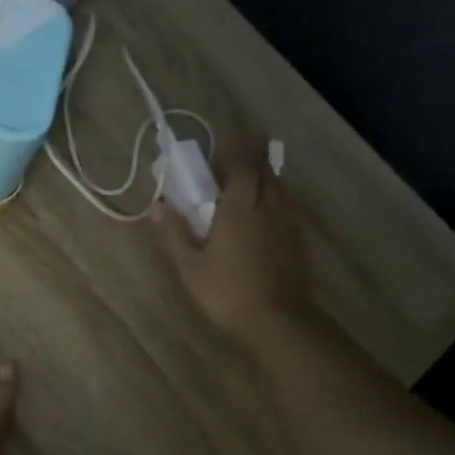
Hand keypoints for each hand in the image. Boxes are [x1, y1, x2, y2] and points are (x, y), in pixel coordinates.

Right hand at [152, 155, 313, 342]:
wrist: (279, 322)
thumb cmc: (228, 291)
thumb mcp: (190, 266)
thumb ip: (175, 233)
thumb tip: (157, 205)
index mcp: (239, 208)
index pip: (243, 167)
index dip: (239, 148)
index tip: (235, 131)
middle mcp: (267, 208)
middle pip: (267, 173)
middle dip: (258, 156)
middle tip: (249, 146)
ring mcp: (286, 225)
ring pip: (281, 189)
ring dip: (270, 176)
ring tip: (258, 174)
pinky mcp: (297, 243)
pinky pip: (288, 207)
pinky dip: (278, 197)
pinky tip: (270, 209)